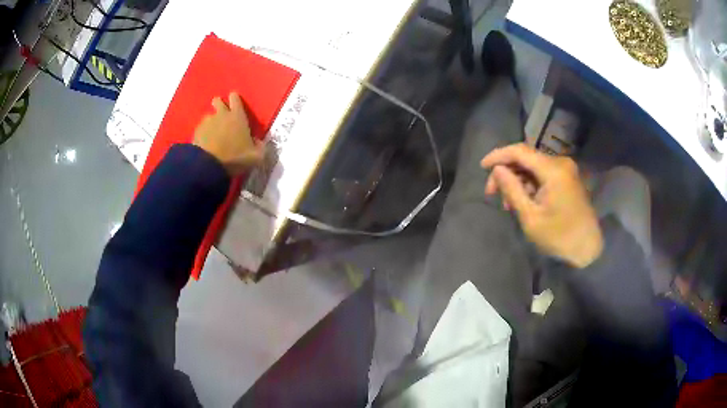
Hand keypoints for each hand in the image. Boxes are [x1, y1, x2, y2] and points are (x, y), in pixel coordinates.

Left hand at [193, 92, 263, 175]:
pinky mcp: (196, 132)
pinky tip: (205, 142)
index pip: (235, 99)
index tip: (234, 102)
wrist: (209, 166)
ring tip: (212, 133)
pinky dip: (203, 133)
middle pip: (218, 101)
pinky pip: (200, 129)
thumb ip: (260, 147)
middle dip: (219, 105)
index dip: (234, 99)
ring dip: (211, 122)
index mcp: (237, 116)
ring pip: (208, 116)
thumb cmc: (235, 158)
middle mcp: (221, 114)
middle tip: (222, 115)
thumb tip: (258, 142)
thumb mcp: (256, 157)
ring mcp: (207, 122)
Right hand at [480, 143, 602, 267]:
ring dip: (517, 180)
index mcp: (553, 170)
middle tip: (492, 193)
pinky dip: (530, 184)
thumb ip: (512, 190)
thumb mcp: (530, 217)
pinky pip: (543, 174)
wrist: (587, 249)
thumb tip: (496, 169)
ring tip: (507, 203)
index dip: (498, 155)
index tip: (482, 167)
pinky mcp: (568, 179)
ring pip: (533, 166)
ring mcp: (566, 170)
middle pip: (526, 158)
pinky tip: (523, 200)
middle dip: (507, 172)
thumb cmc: (559, 237)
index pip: (520, 151)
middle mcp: (560, 163)